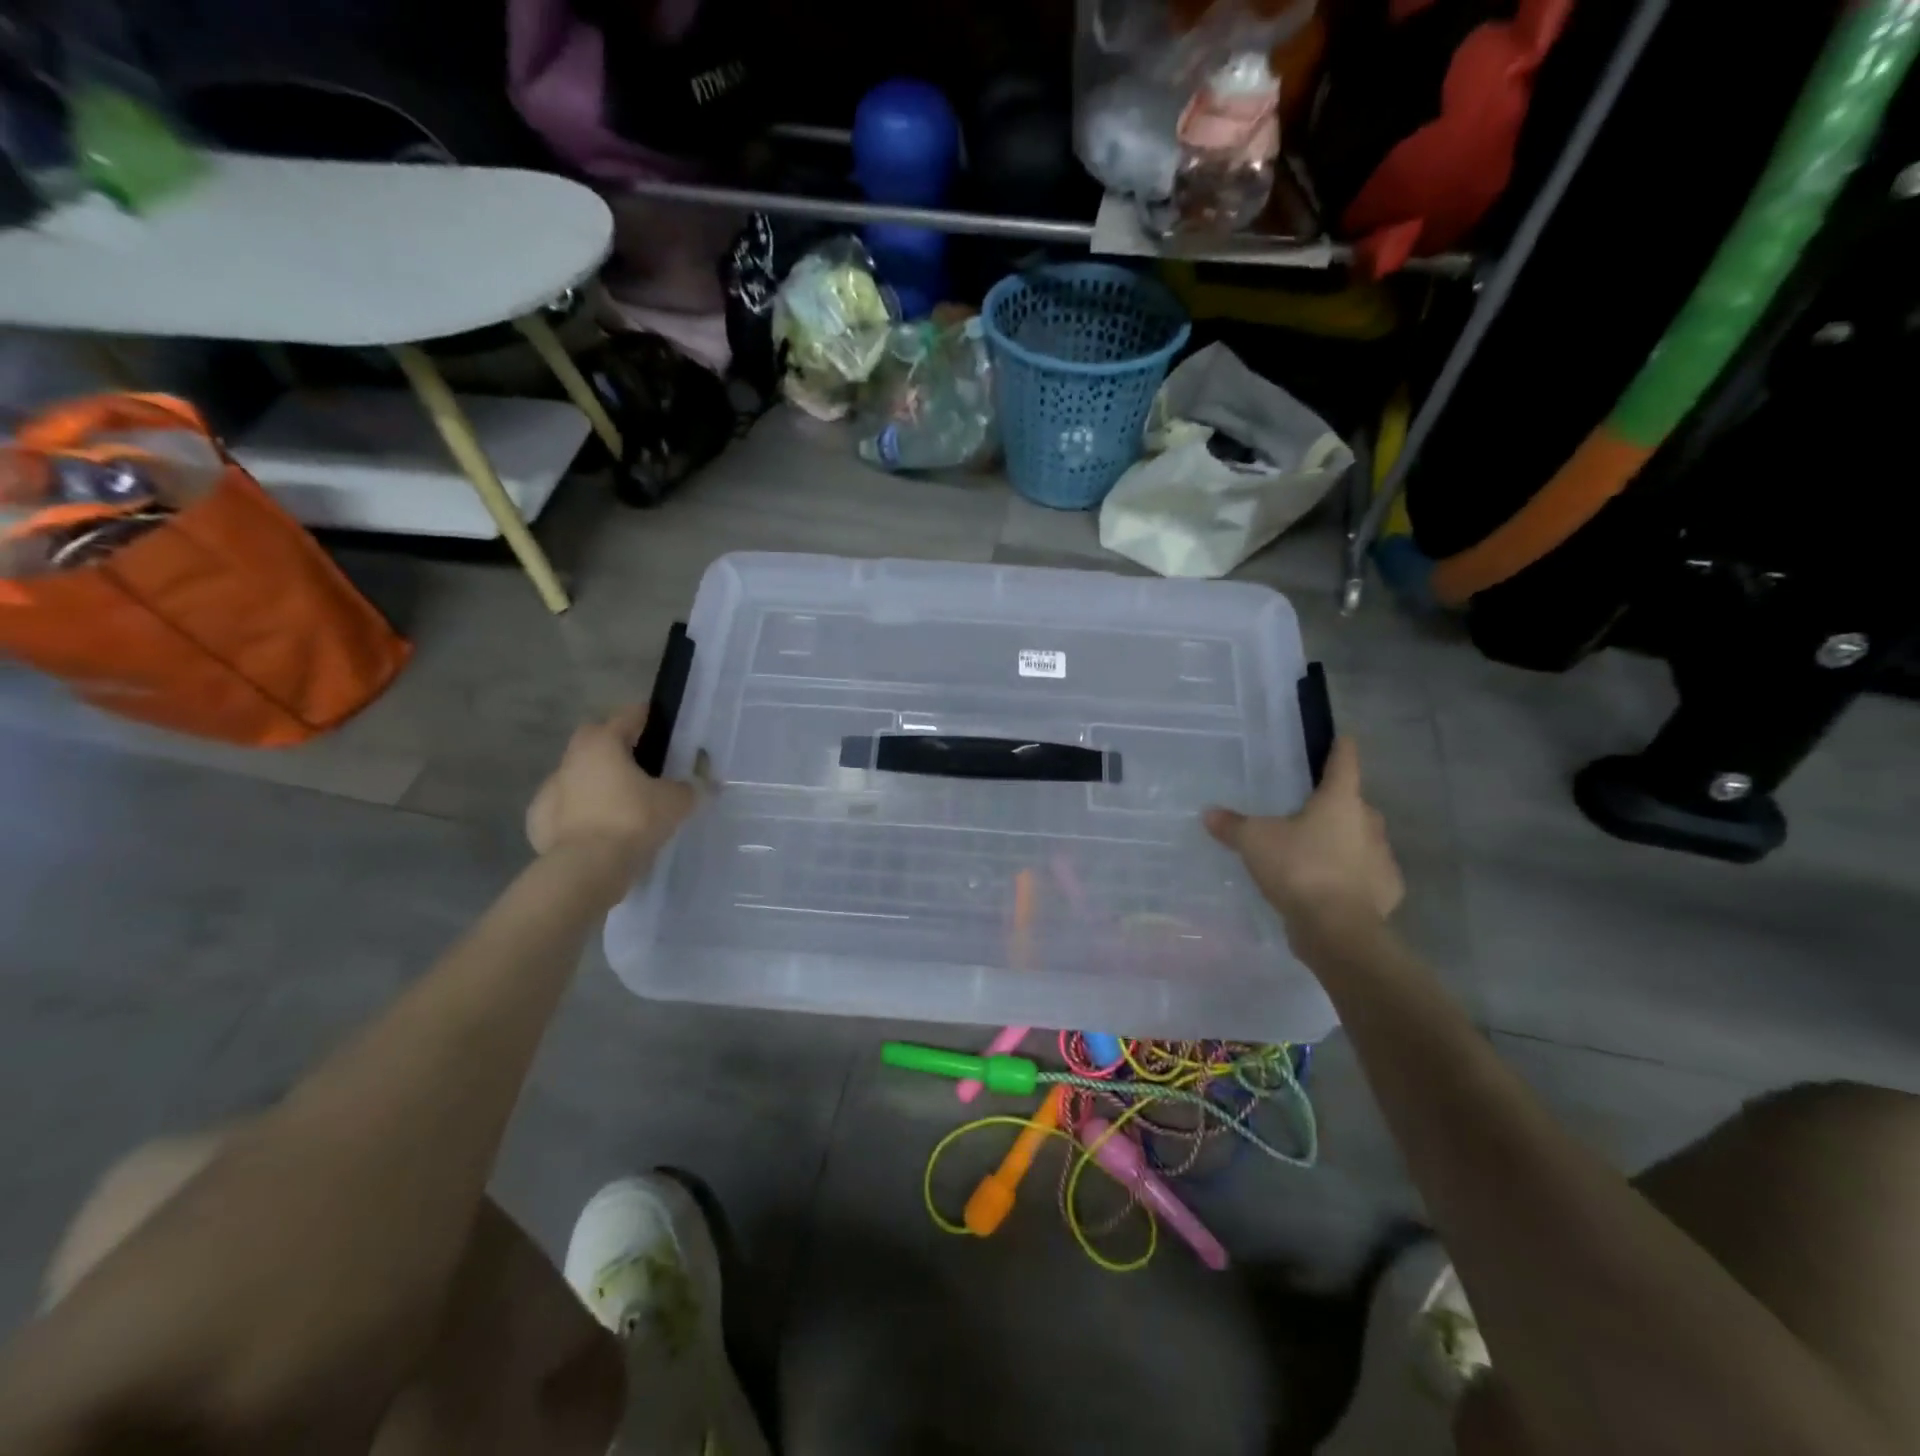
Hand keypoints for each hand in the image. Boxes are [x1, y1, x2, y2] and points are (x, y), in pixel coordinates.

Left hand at [526, 707, 698, 902]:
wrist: (587, 868)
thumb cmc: (633, 821)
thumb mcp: (676, 801)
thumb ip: (689, 787)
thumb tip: (696, 784)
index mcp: (603, 742)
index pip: (629, 715)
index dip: (649, 717)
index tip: (664, 726)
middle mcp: (572, 758)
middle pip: (596, 739)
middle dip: (617, 745)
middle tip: (643, 764)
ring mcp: (550, 788)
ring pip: (578, 773)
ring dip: (597, 779)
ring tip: (622, 800)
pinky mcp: (538, 819)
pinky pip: (565, 806)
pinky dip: (580, 811)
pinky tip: (598, 827)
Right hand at [1203, 738, 1402, 941]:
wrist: (1337, 928)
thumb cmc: (1299, 868)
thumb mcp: (1254, 842)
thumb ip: (1232, 826)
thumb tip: (1208, 812)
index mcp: (1340, 801)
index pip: (1344, 763)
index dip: (1341, 749)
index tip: (1343, 739)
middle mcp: (1368, 823)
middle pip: (1354, 804)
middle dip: (1336, 806)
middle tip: (1310, 813)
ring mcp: (1383, 858)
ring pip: (1362, 840)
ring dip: (1344, 843)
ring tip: (1316, 855)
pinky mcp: (1387, 891)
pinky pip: (1368, 875)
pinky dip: (1353, 877)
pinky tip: (1332, 888)